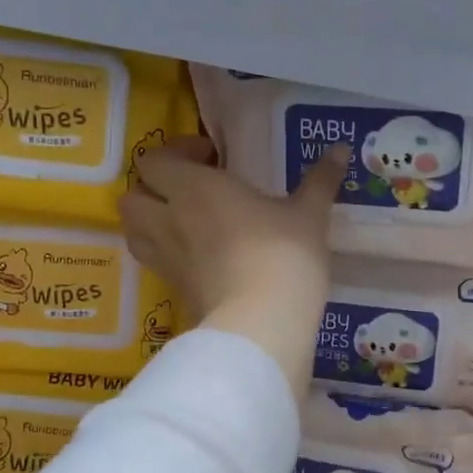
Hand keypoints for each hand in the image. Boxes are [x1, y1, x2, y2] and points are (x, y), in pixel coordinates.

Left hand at [120, 136, 348, 398]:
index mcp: (193, 189)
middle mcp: (169, 220)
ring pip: (134, 232)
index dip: (177, 153)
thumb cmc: (283, 255)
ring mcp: (166, 259)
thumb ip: (320, 180)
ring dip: (150, 222)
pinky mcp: (174, 292)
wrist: (262, 323)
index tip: (211, 157)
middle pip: (131, 196)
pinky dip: (167, 255)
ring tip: (185, 223)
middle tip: (189, 190)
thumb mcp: (309, 215)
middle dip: (152, 189)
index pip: (155, 160)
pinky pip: (155, 263)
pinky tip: (199, 257)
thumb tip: (341, 149)